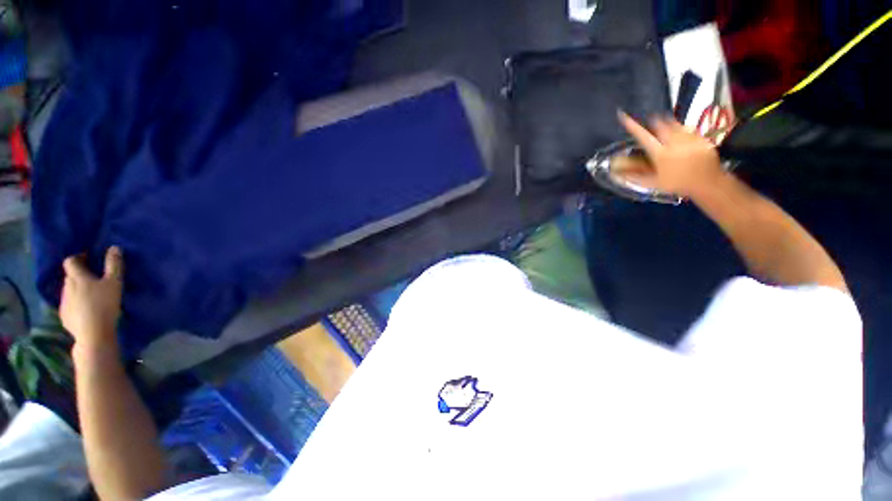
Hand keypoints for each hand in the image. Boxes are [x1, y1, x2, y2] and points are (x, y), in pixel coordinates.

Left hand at [61, 247, 123, 358]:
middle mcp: (66, 287)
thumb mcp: (114, 283)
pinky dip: (76, 304)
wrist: (93, 334)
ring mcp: (63, 302)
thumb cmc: (105, 304)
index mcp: (77, 277)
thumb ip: (114, 265)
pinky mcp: (64, 316)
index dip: (78, 258)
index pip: (70, 261)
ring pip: (69, 291)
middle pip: (70, 276)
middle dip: (79, 276)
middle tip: (94, 280)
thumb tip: (114, 247)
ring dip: (78, 290)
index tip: (89, 260)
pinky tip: (86, 311)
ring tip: (91, 297)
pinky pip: (69, 305)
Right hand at [617, 111, 725, 198]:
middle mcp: (674, 142)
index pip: (642, 136)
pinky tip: (680, 135)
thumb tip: (616, 174)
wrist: (707, 183)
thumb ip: (634, 176)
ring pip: (675, 124)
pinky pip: (688, 128)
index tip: (623, 116)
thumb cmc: (677, 184)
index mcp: (660, 154)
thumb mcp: (652, 183)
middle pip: (661, 124)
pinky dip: (681, 129)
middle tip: (650, 121)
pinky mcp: (701, 137)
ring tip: (665, 126)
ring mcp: (689, 138)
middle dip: (654, 120)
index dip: (632, 125)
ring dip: (668, 123)